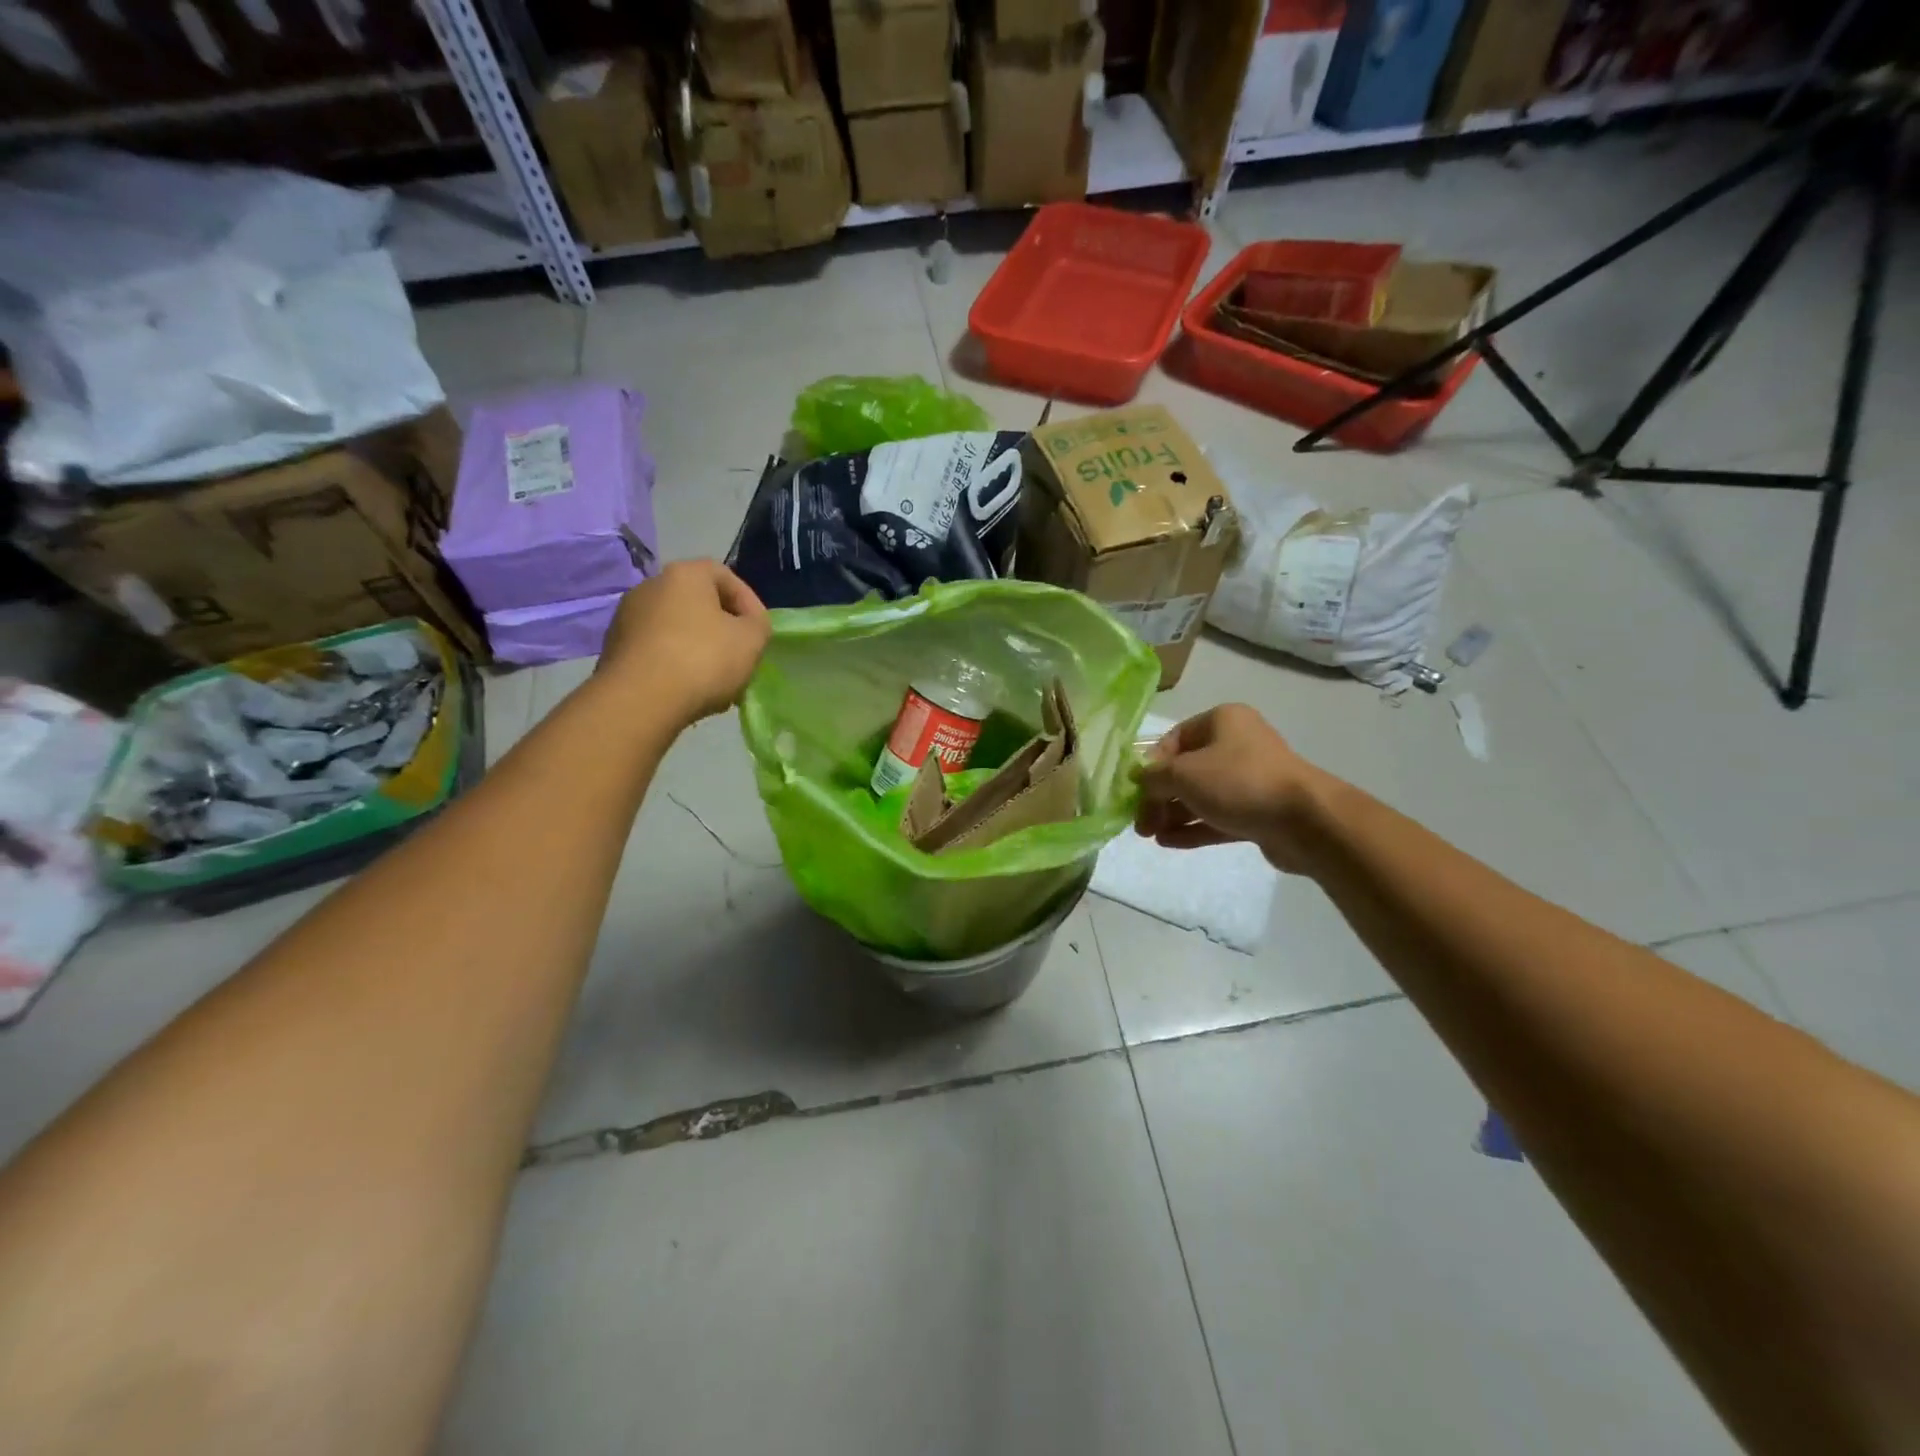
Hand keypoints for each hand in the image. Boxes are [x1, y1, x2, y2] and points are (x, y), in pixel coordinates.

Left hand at [597, 560, 770, 725]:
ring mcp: (627, 618)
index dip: (748, 601)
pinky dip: (676, 664)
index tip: (759, 630)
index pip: (724, 575)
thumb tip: (747, 625)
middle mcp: (650, 587)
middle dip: (723, 628)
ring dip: (700, 649)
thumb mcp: (752, 639)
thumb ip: (758, 624)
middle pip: (698, 603)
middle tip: (740, 656)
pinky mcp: (615, 649)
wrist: (640, 700)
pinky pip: (657, 650)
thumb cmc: (703, 659)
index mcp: (684, 575)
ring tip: (717, 680)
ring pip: (677, 629)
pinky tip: (689, 690)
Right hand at [1134, 704, 1330, 872]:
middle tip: (1141, 823)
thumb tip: (1138, 780)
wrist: (1305, 820)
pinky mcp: (1258, 811)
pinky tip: (1168, 843)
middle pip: (1185, 770)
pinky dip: (1193, 827)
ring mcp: (1250, 779)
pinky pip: (1218, 816)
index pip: (1174, 739)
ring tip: (1151, 836)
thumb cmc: (1238, 782)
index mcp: (1222, 721)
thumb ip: (1153, 777)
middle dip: (1159, 797)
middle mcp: (1237, 744)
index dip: (1150, 765)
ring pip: (1201, 795)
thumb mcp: (1183, 774)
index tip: (1135, 791)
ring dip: (1173, 814)